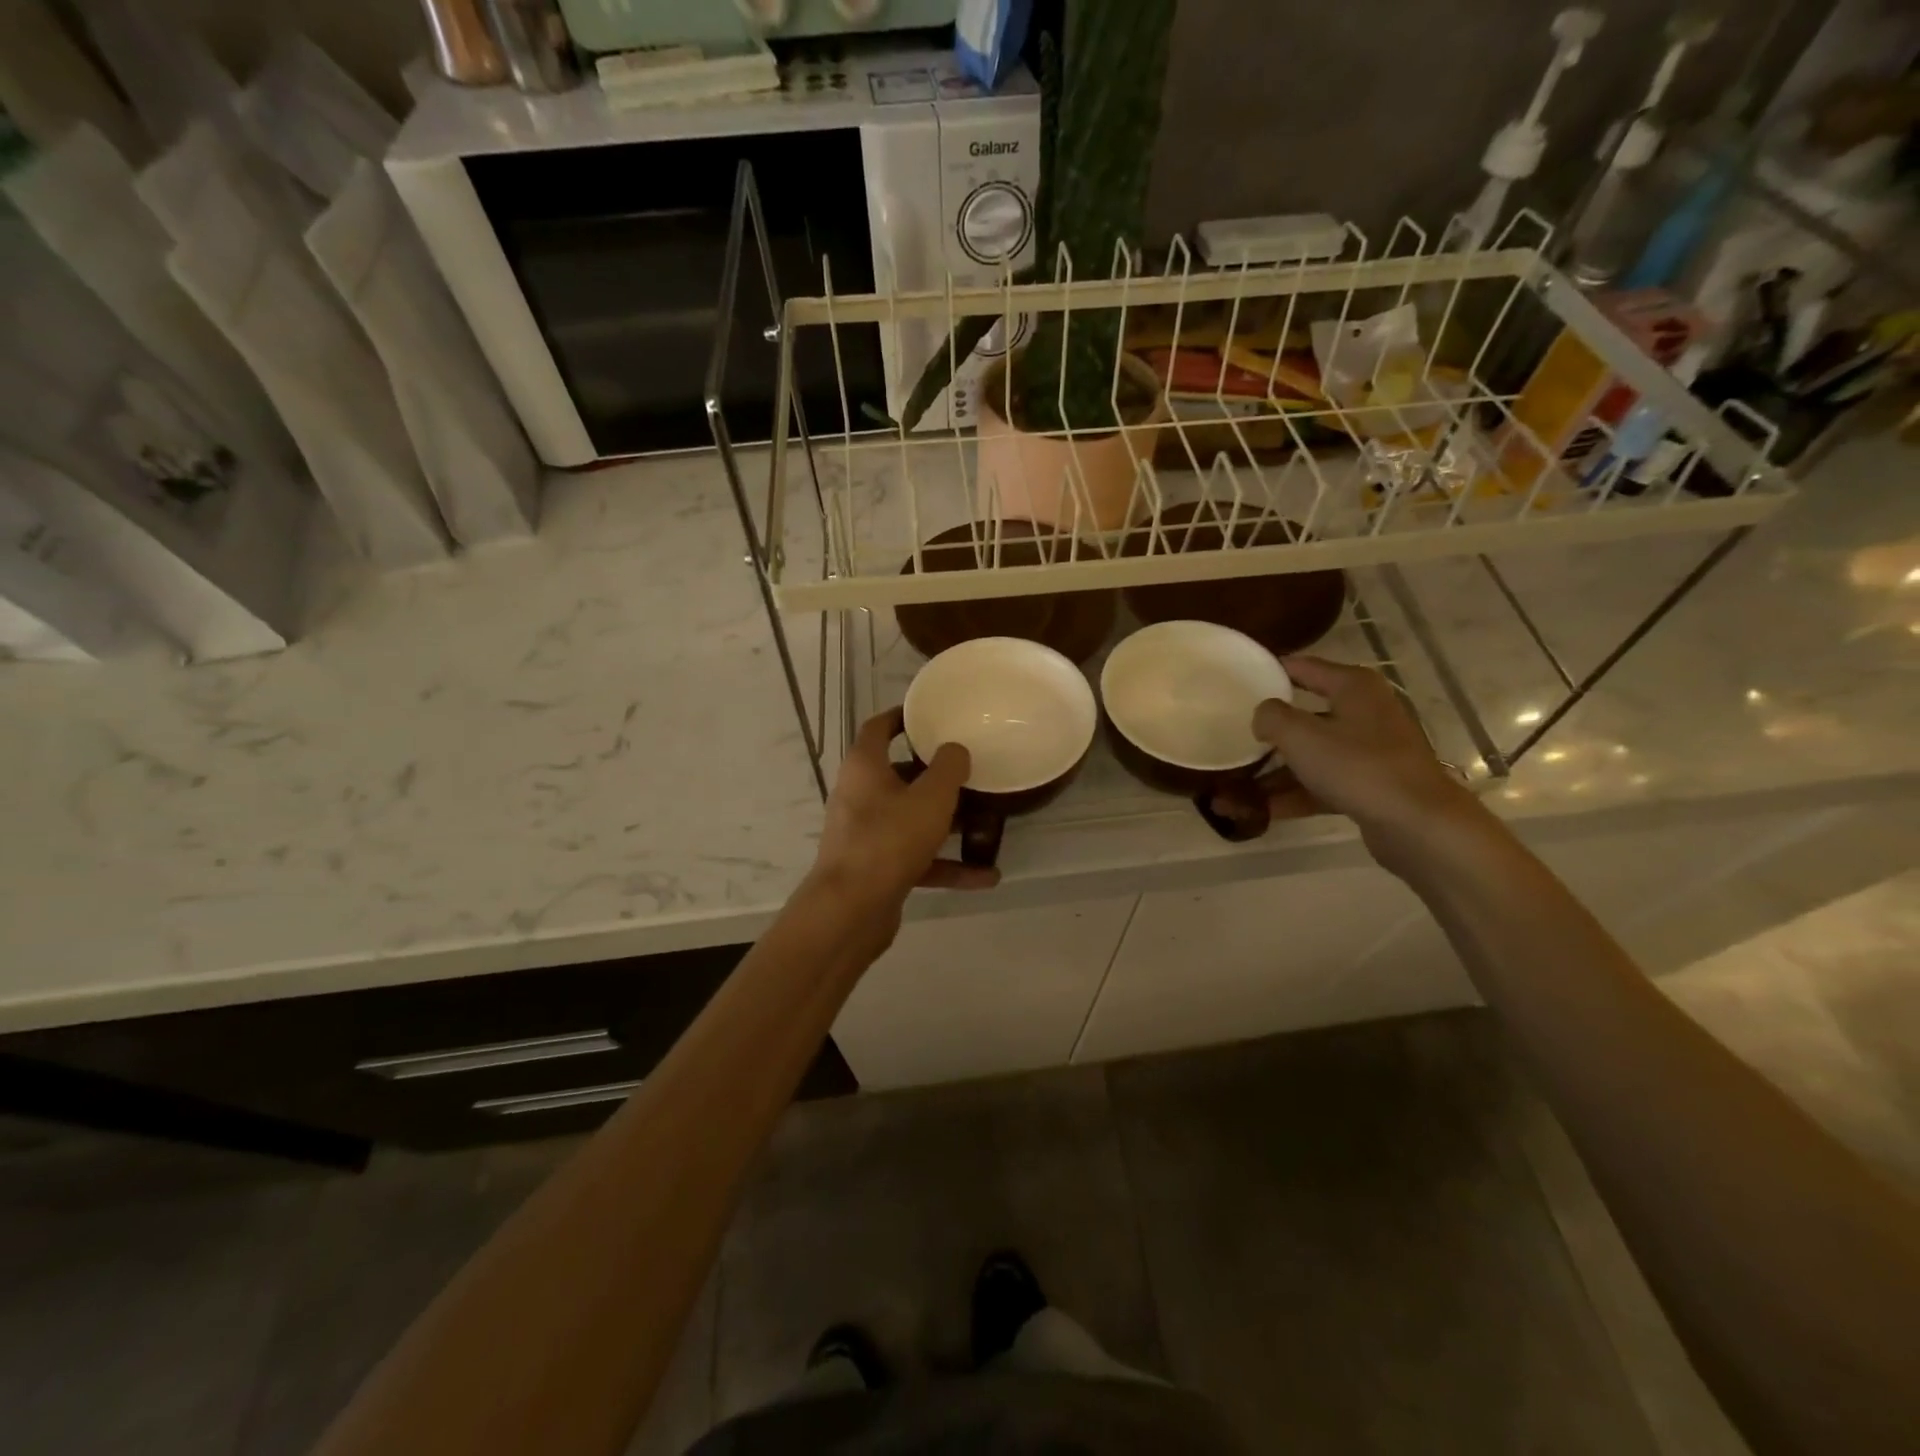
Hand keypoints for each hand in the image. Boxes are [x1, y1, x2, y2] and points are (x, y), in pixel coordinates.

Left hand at [809, 709, 999, 921]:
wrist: (851, 910)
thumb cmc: (889, 840)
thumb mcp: (930, 798)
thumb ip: (948, 768)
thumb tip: (954, 749)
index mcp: (865, 768)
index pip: (878, 728)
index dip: (901, 717)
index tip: (928, 714)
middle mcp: (860, 796)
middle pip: (899, 776)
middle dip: (935, 776)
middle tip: (968, 770)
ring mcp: (867, 835)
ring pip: (911, 819)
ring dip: (946, 823)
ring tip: (985, 822)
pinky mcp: (877, 868)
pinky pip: (917, 859)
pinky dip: (947, 865)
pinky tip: (986, 876)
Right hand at [1242, 656, 1483, 873]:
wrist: (1418, 824)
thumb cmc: (1358, 766)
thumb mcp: (1301, 736)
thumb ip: (1271, 717)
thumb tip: (1263, 714)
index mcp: (1354, 687)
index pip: (1303, 667)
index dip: (1270, 671)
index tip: (1237, 680)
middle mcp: (1365, 712)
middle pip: (1306, 714)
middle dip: (1269, 731)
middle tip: (1233, 736)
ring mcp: (1371, 750)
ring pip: (1313, 754)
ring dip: (1276, 771)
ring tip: (1235, 788)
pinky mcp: (1371, 785)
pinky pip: (1323, 783)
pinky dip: (1295, 794)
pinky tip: (1261, 810)